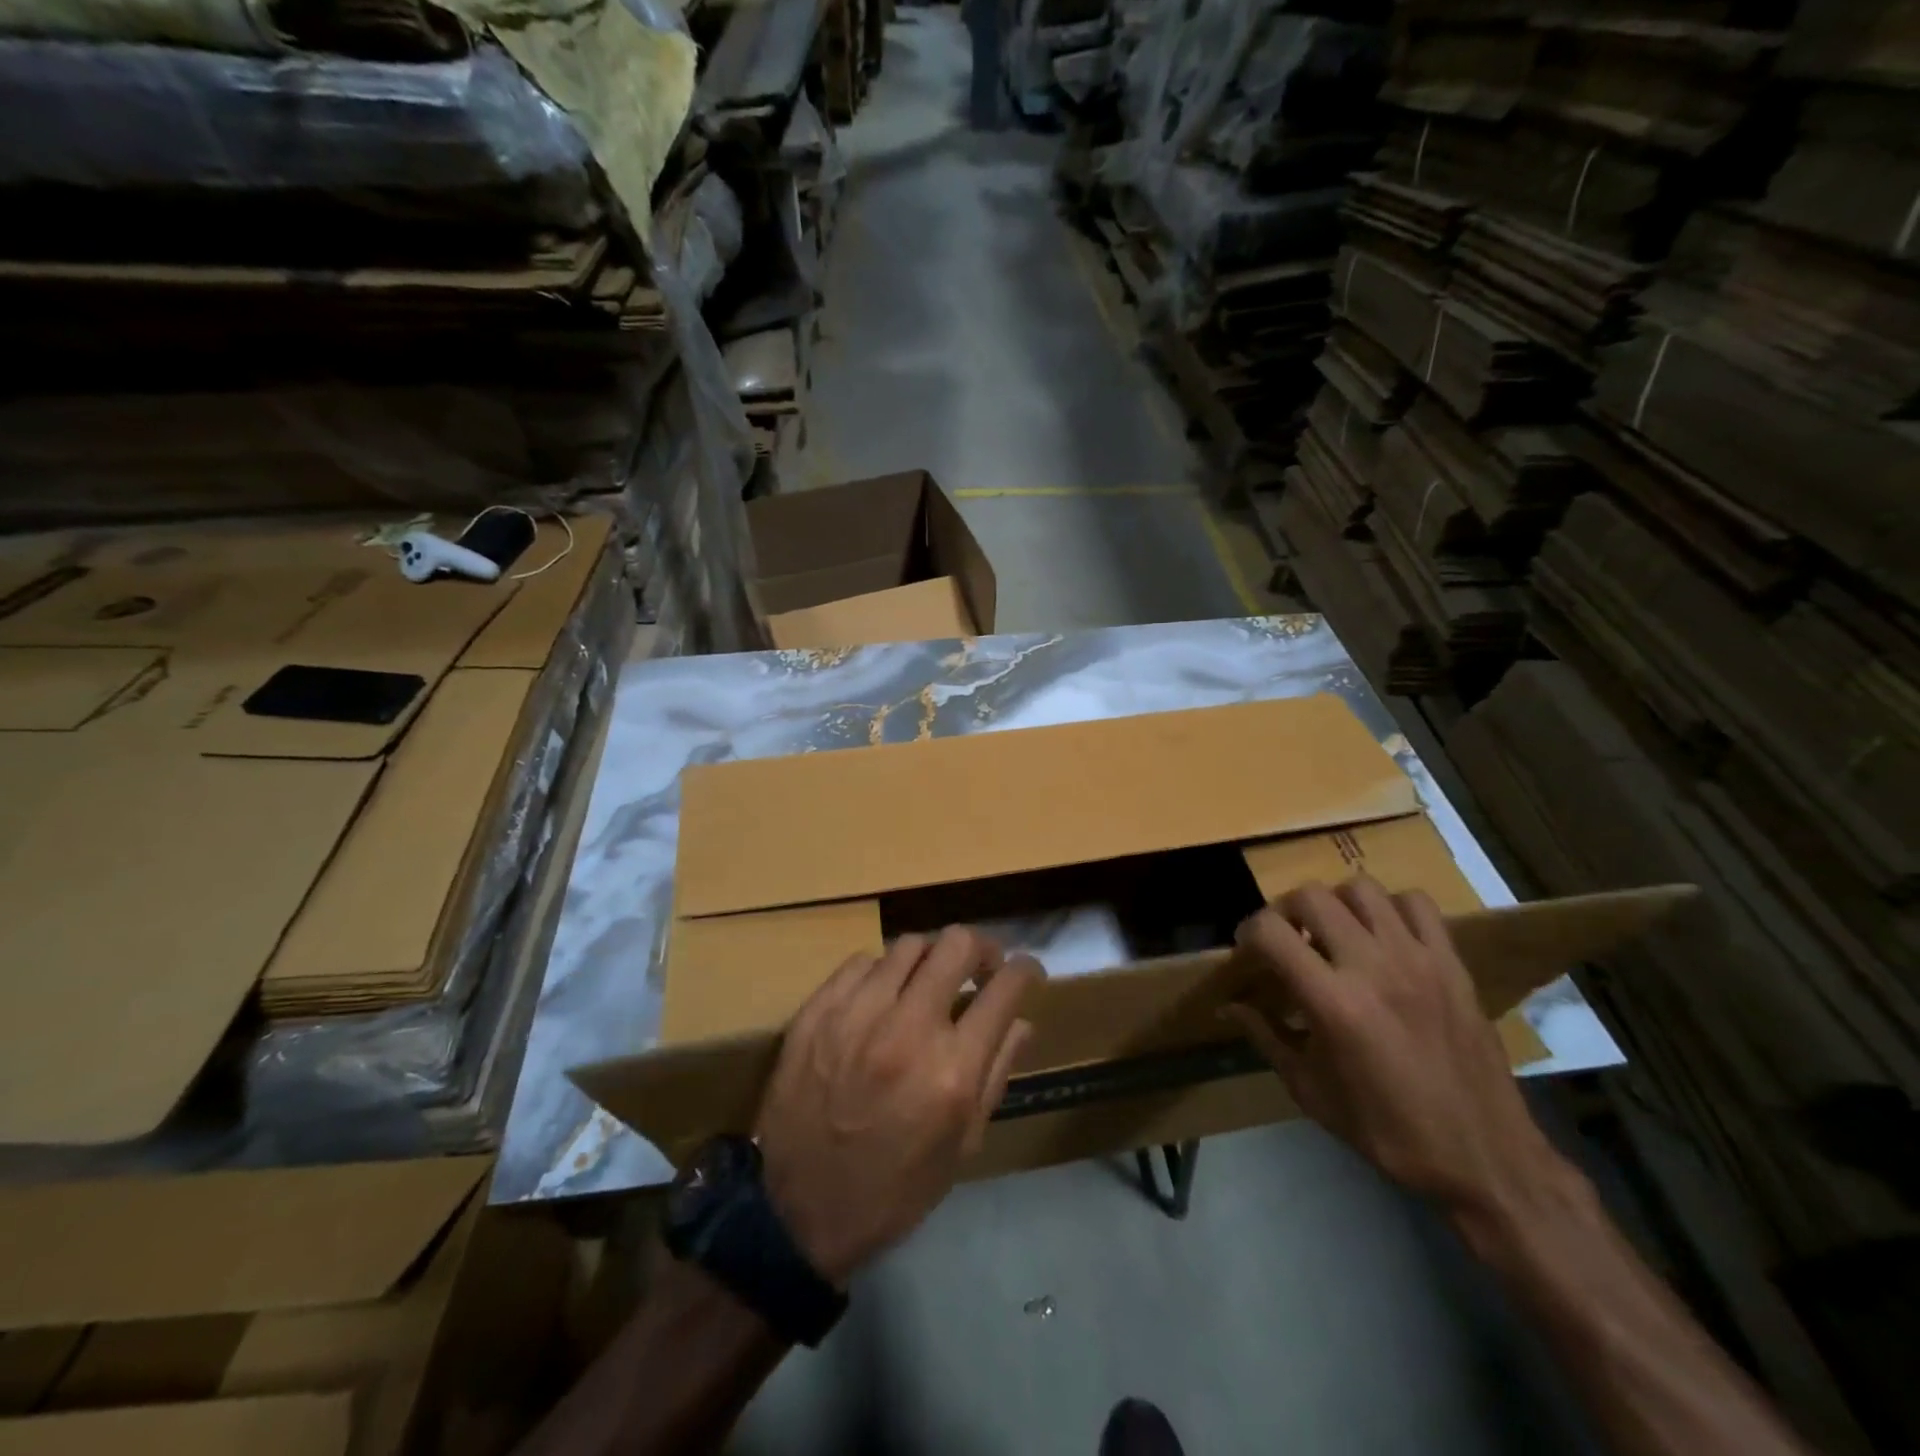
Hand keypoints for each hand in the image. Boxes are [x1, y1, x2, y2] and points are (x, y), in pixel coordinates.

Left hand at [754, 926, 1041, 1286]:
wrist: (796, 1210)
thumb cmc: (893, 1189)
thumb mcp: (961, 1147)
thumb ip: (996, 1074)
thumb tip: (1022, 1020)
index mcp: (953, 1072)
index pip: (1004, 989)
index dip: (1026, 970)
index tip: (1027, 971)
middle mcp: (909, 1029)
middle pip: (957, 944)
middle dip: (981, 948)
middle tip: (979, 966)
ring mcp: (858, 1014)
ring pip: (909, 945)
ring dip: (930, 959)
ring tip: (928, 982)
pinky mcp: (818, 1011)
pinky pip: (862, 962)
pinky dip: (882, 973)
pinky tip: (881, 998)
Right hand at [1224, 876, 1569, 1225]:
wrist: (1484, 1158)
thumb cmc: (1386, 1130)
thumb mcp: (1310, 1090)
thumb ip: (1265, 1037)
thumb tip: (1230, 1006)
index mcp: (1332, 1002)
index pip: (1271, 931)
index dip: (1247, 932)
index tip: (1247, 951)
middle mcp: (1372, 967)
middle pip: (1312, 896)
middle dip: (1286, 910)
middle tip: (1286, 938)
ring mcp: (1418, 960)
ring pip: (1362, 889)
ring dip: (1337, 903)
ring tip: (1334, 932)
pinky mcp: (1452, 963)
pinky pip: (1416, 904)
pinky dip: (1390, 908)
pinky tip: (1383, 936)